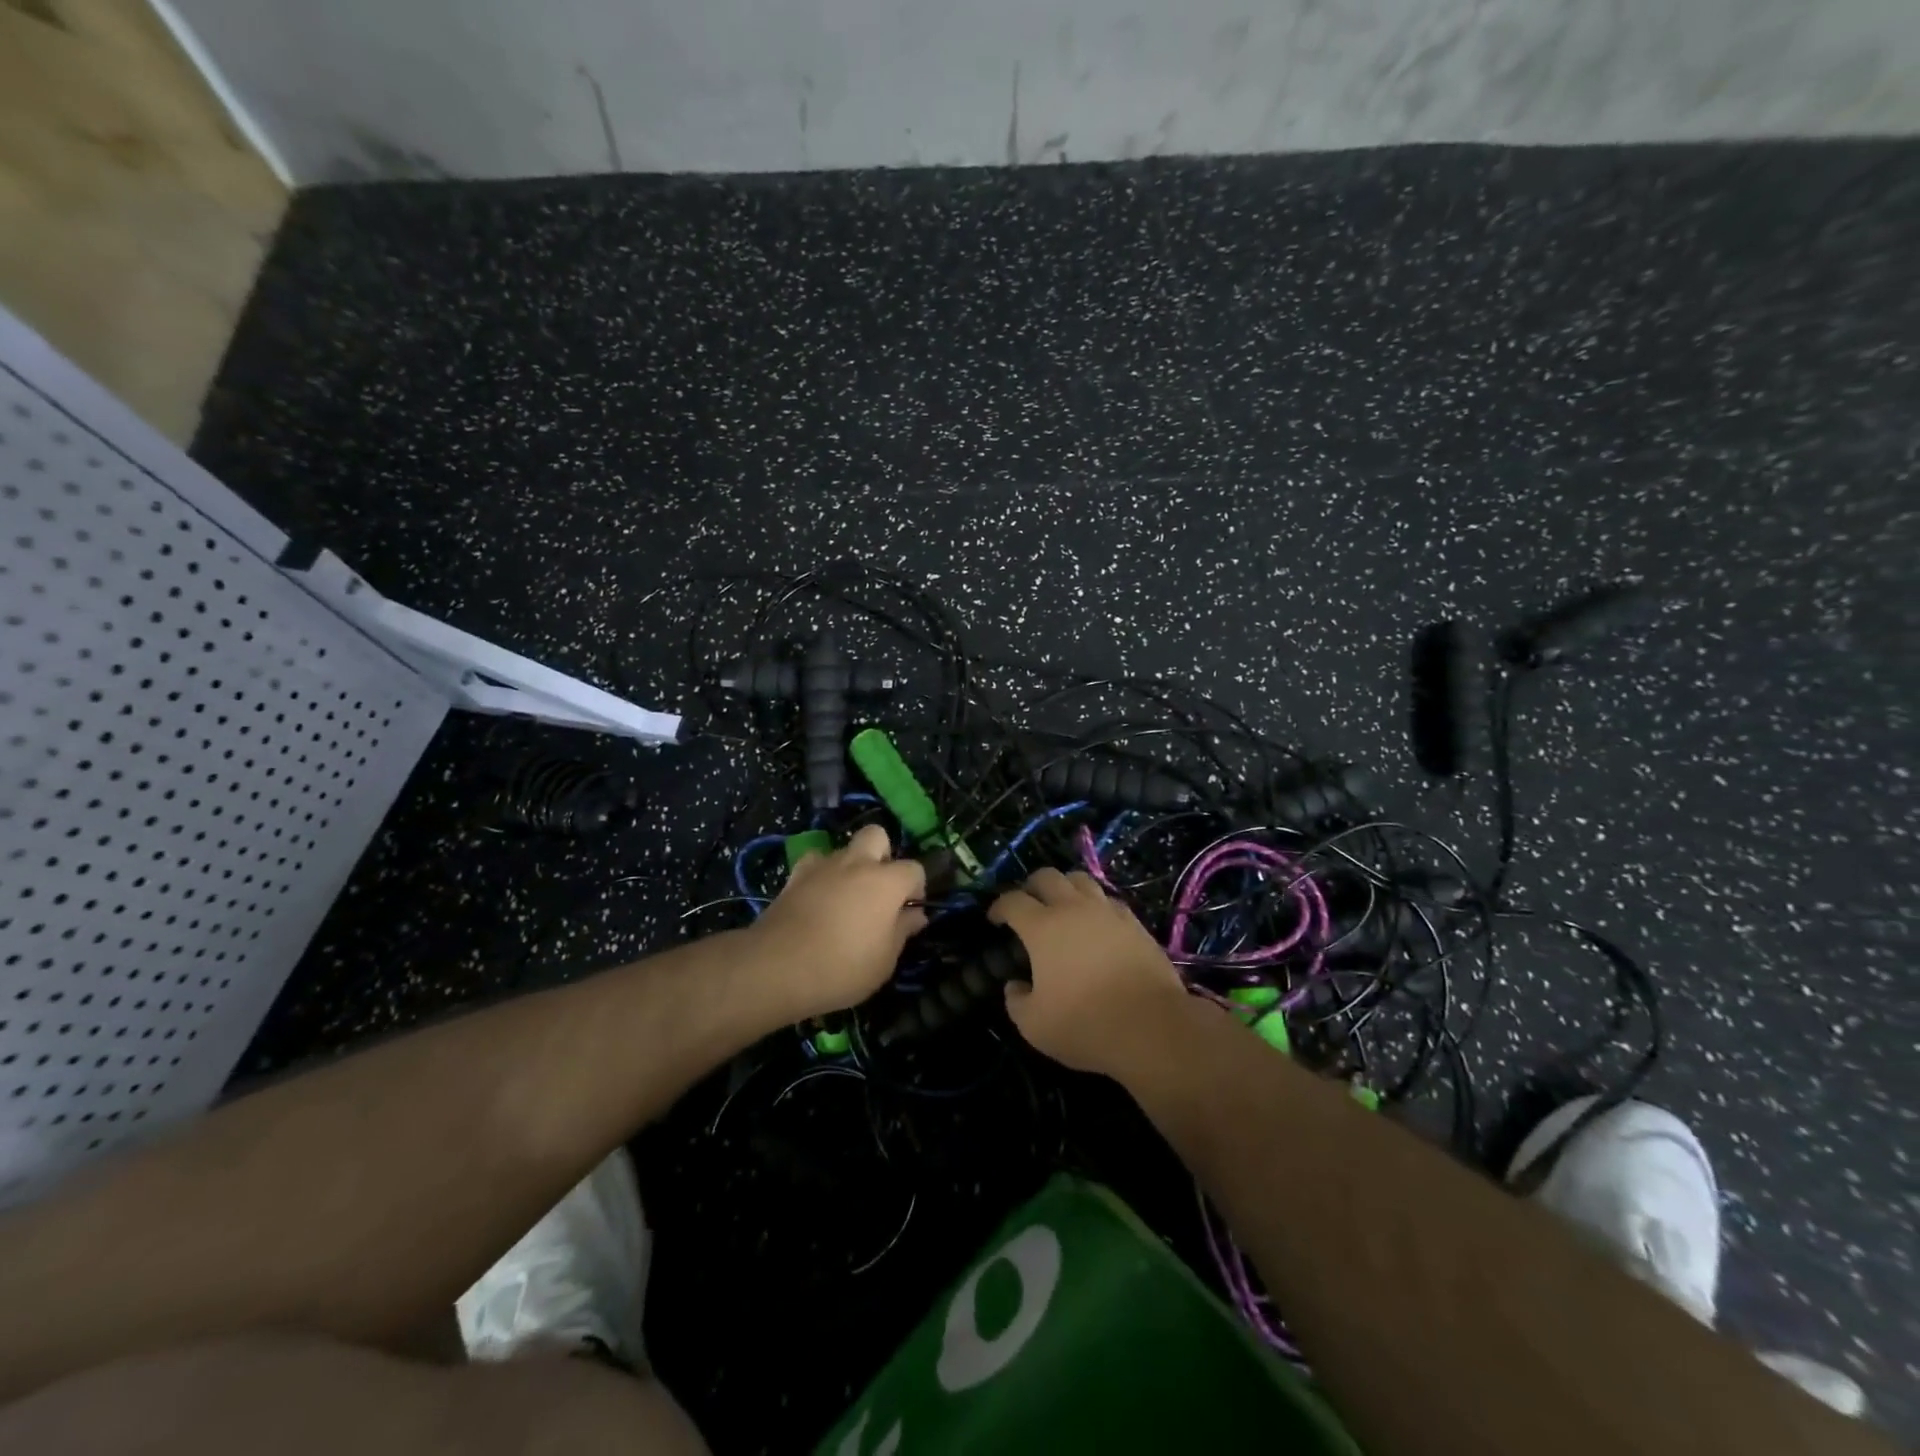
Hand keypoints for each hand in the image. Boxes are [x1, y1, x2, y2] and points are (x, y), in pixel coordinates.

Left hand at [745, 824, 926, 1020]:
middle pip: (877, 836)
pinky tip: (817, 898)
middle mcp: (857, 863)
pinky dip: (819, 876)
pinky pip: (814, 864)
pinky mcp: (794, 876)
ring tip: (845, 898)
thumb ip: (902, 931)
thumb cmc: (843, 967)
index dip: (916, 888)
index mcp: (886, 881)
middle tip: (878, 889)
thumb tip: (915, 914)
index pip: (914, 869)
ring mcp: (823, 866)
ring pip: (843, 849)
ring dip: (850, 866)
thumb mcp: (884, 960)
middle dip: (883, 855)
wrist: (777, 967)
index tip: (908, 913)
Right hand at [989, 868, 1189, 1075]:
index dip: (999, 907)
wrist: (1152, 1027)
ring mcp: (1107, 912)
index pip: (1012, 901)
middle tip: (1027, 905)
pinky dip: (1095, 905)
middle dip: (1031, 886)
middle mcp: (1073, 908)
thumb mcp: (1034, 1026)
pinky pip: (1108, 900)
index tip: (995, 919)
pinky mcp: (1134, 923)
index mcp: (1042, 927)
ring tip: (1062, 906)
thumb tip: (1015, 985)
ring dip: (1065, 887)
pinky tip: (1096, 923)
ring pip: (1081, 880)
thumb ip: (1016, 1001)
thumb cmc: (1085, 1025)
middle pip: (1047, 877)